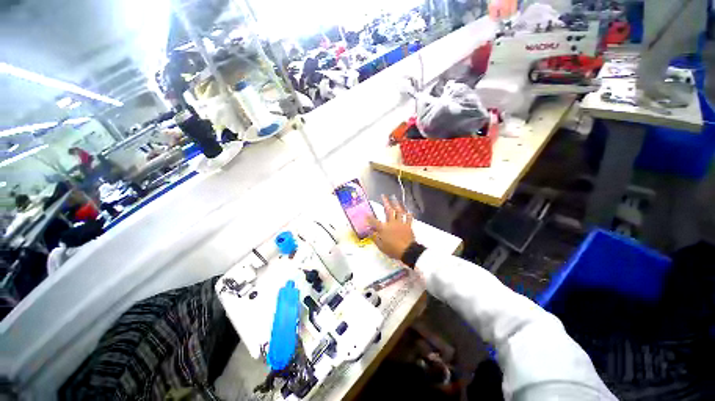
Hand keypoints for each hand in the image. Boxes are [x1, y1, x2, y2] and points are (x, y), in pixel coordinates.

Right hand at [367, 195, 415, 259]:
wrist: (407, 251)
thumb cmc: (392, 249)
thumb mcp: (380, 246)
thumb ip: (375, 238)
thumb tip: (370, 232)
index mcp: (383, 228)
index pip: (374, 221)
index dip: (369, 218)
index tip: (366, 214)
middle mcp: (391, 223)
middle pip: (388, 210)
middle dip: (385, 202)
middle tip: (384, 196)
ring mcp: (400, 223)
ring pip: (399, 211)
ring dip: (397, 204)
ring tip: (395, 198)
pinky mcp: (408, 226)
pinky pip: (409, 218)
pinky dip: (409, 214)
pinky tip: (408, 211)